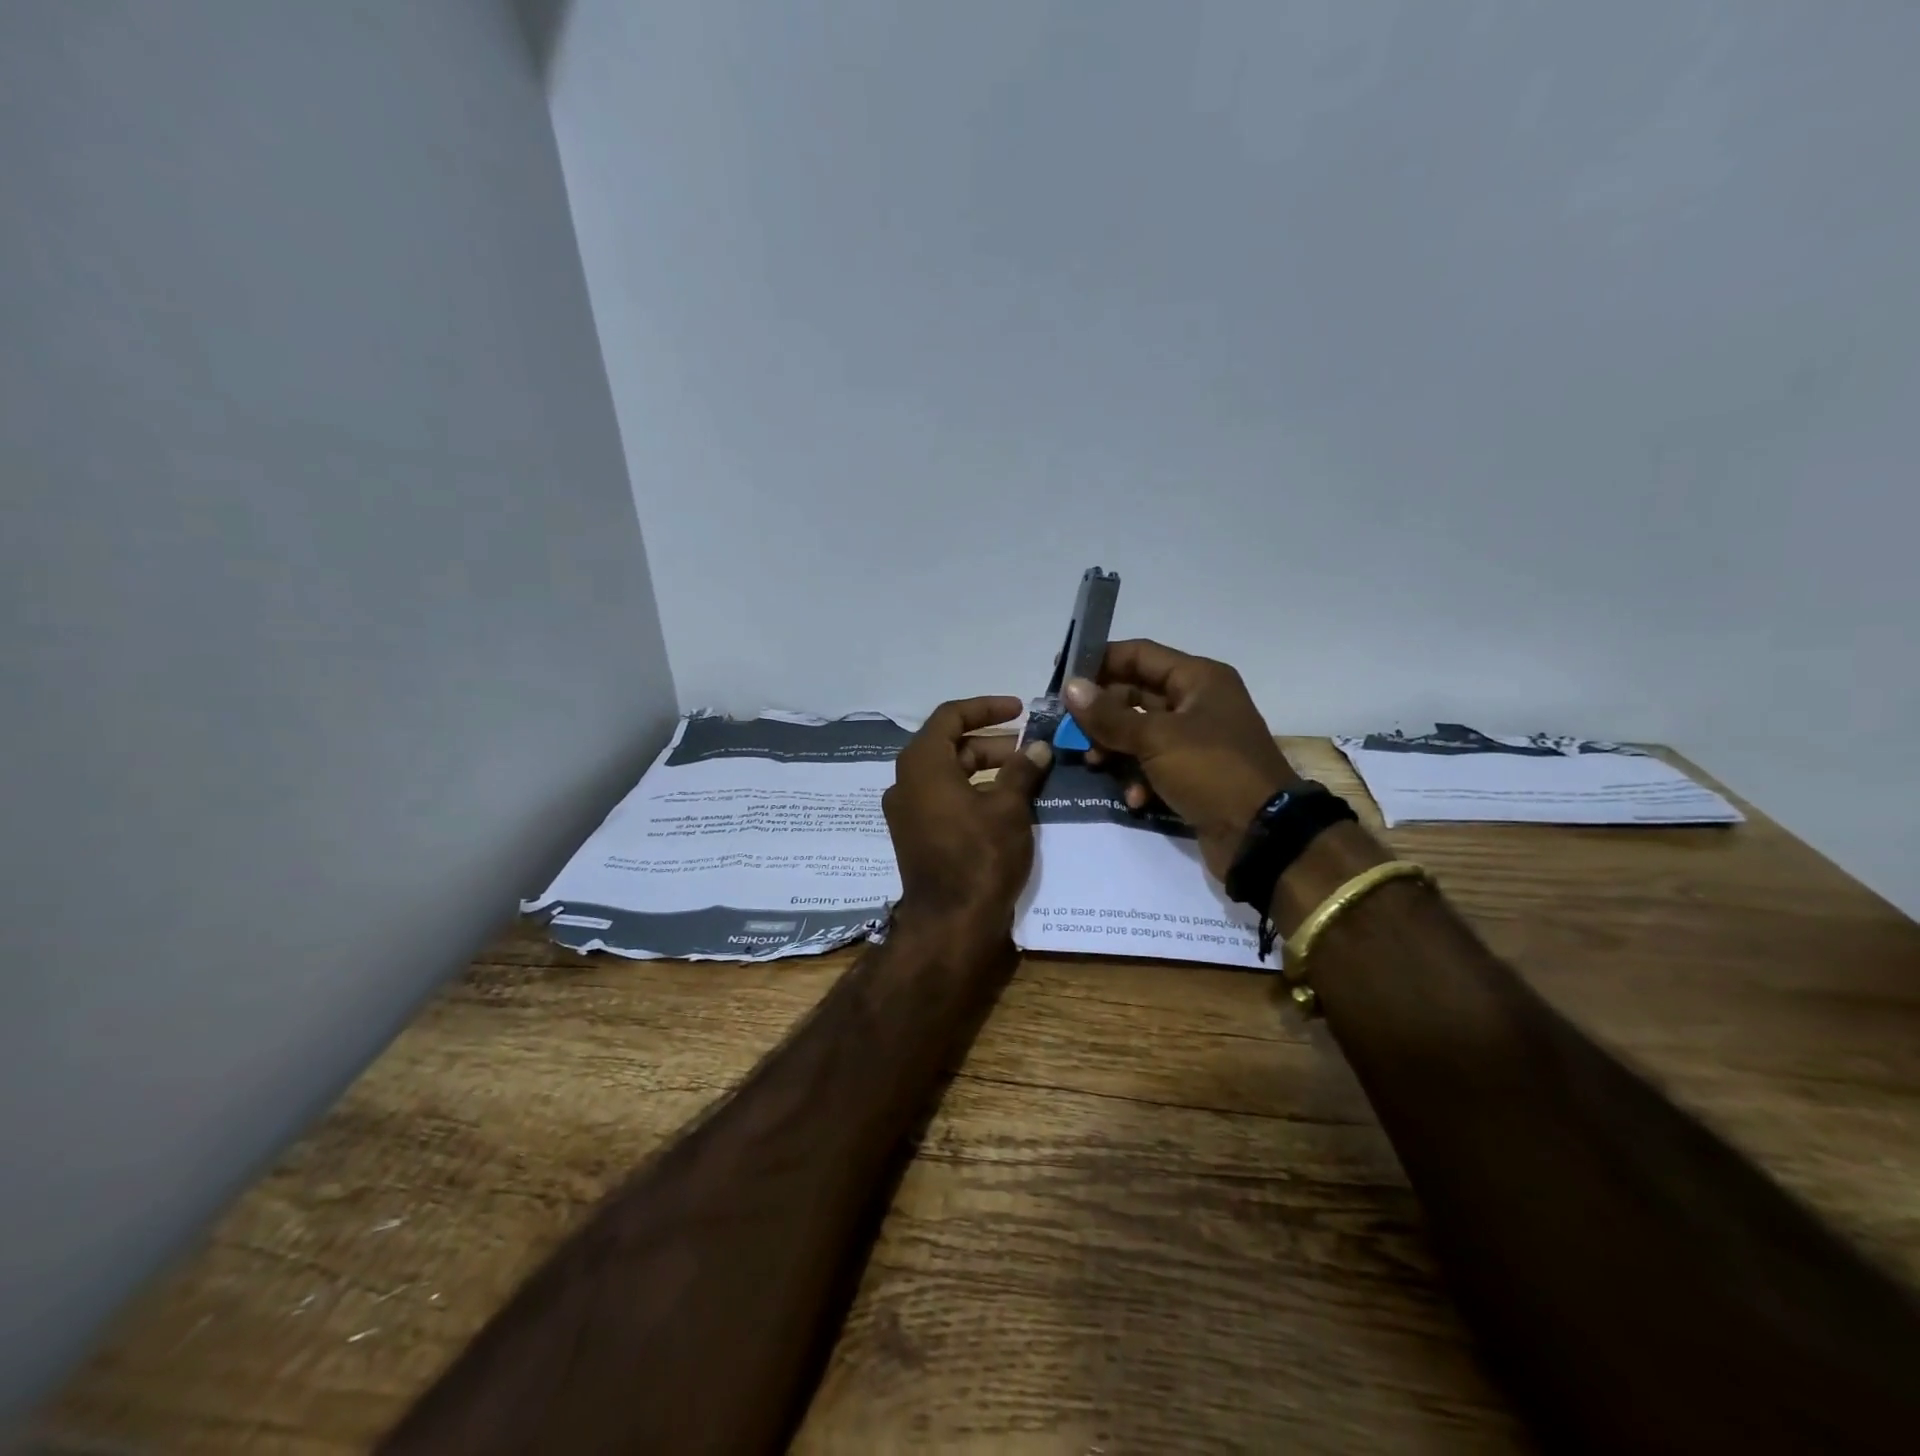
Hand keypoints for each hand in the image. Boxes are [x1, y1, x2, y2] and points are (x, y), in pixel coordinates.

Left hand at [882, 696, 1052, 943]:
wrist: (950, 924)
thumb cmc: (979, 857)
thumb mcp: (1008, 808)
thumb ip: (1022, 770)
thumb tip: (1037, 748)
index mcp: (922, 764)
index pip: (951, 716)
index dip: (987, 708)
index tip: (1021, 710)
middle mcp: (906, 781)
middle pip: (949, 745)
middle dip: (992, 743)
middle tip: (1030, 750)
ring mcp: (907, 811)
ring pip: (948, 774)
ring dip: (984, 768)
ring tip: (1025, 775)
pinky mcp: (914, 835)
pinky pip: (943, 798)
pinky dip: (972, 792)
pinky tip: (1005, 803)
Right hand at [1063, 641, 1296, 878]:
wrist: (1261, 835)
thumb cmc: (1211, 770)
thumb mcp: (1156, 738)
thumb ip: (1109, 715)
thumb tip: (1071, 687)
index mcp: (1198, 679)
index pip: (1139, 654)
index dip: (1099, 660)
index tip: (1062, 674)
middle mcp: (1198, 702)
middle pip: (1136, 694)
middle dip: (1102, 713)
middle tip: (1068, 729)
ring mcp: (1196, 740)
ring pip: (1140, 732)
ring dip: (1115, 747)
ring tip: (1094, 763)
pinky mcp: (1193, 773)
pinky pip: (1154, 764)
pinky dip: (1138, 778)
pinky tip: (1134, 798)